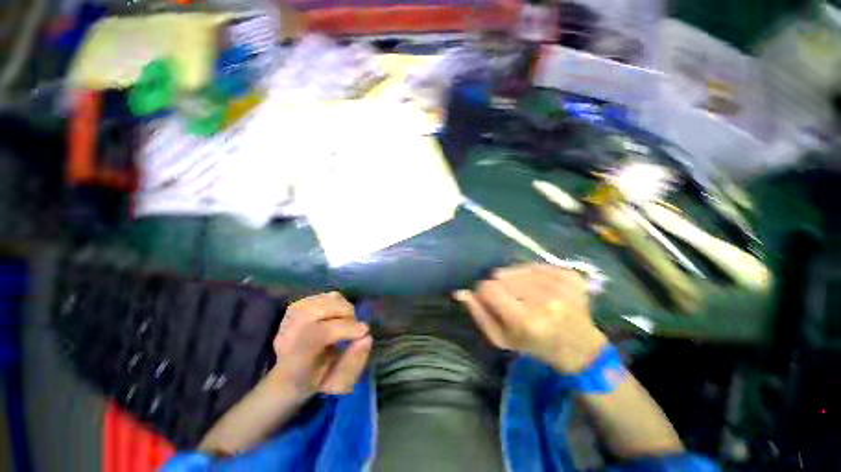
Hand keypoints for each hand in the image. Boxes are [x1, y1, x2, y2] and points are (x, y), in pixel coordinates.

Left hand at [270, 292, 371, 397]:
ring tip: (346, 322)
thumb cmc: (318, 381)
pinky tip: (337, 316)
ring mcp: (290, 318)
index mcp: (295, 361)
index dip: (345, 328)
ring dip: (344, 308)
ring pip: (326, 299)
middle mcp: (288, 335)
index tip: (364, 331)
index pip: (319, 334)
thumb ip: (354, 363)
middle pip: (321, 309)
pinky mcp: (297, 306)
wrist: (291, 376)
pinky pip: (325, 295)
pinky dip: (338, 303)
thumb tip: (366, 338)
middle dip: (347, 314)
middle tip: (355, 328)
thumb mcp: (338, 383)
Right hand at [454, 263, 607, 372]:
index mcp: (526, 321)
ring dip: (515, 278)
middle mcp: (545, 302)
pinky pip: (537, 265)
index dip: (484, 291)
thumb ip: (479, 313)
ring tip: (522, 292)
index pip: (489, 288)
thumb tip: (461, 291)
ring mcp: (561, 287)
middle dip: (499, 285)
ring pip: (518, 268)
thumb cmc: (534, 346)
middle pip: (502, 275)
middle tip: (509, 297)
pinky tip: (537, 285)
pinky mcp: (572, 277)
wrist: (579, 348)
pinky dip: (532, 273)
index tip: (489, 298)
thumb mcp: (501, 338)